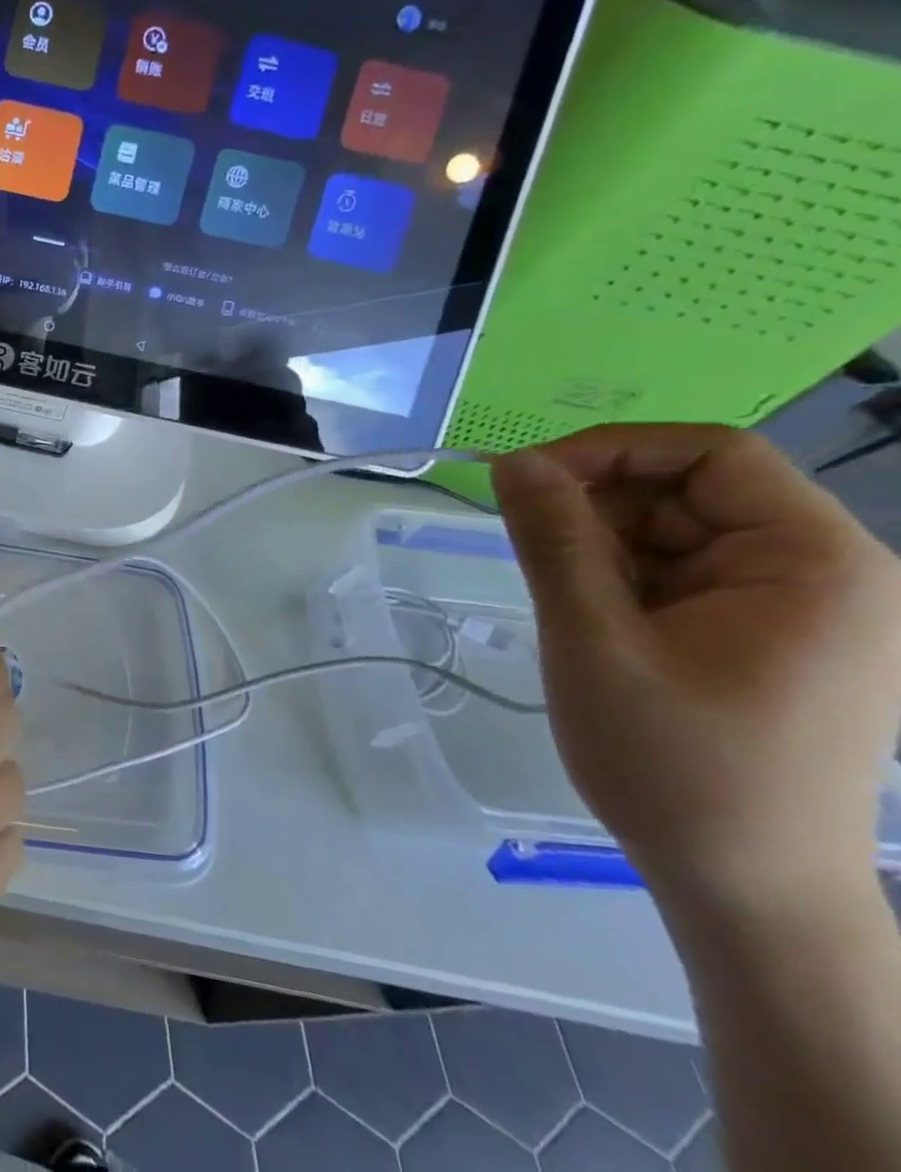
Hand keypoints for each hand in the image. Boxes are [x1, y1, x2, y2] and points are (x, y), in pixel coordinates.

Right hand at [491, 425, 900, 910]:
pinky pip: (677, 573)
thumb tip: (514, 461)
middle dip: (600, 510)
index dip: (611, 450)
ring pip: (673, 532)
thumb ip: (554, 541)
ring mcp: (797, 607)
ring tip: (570, 610)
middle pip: (690, 491)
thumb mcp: (594, 641)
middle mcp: (823, 573)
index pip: (714, 455)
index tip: (522, 480)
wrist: (744, 888)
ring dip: (603, 551)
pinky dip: (620, 583)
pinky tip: (596, 626)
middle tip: (532, 555)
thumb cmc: (675, 764)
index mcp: (816, 564)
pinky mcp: (764, 635)